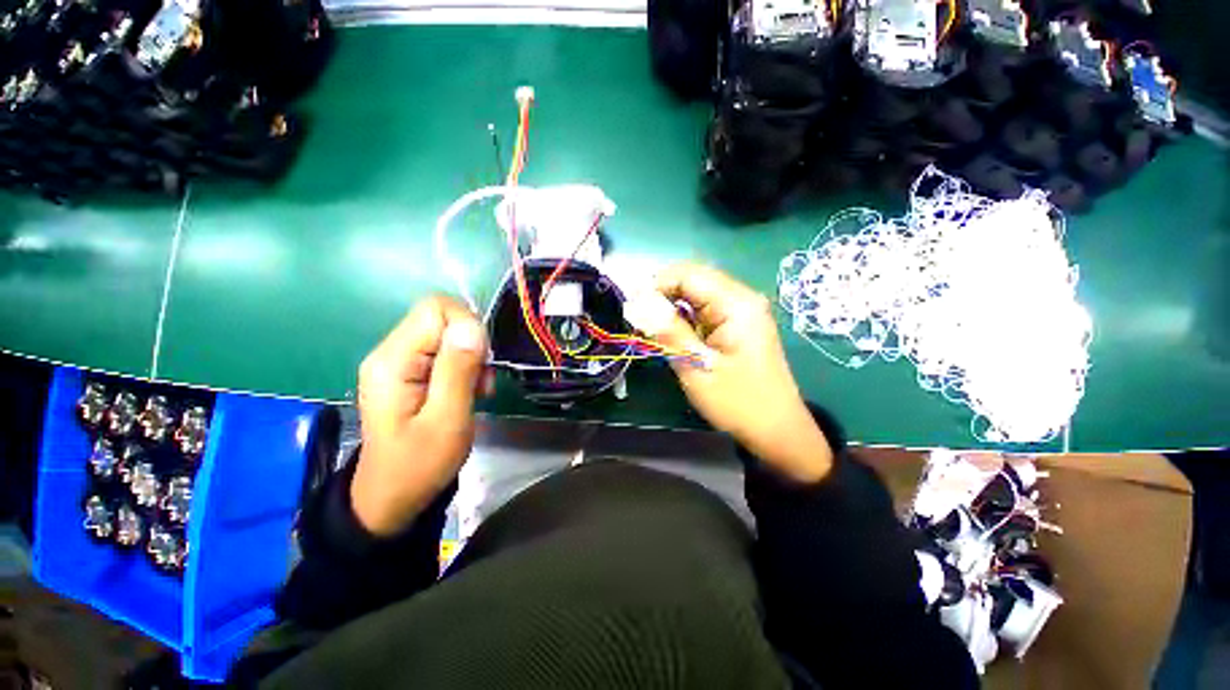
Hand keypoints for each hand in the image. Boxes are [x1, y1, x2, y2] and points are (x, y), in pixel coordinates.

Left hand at [352, 296, 492, 535]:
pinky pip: (444, 351)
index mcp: (394, 361)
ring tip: (478, 390)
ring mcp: (399, 362)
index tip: (480, 361)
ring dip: (471, 357)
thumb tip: (472, 326)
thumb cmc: (419, 464)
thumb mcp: (447, 419)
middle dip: (472, 344)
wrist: (392, 497)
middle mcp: (391, 352)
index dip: (467, 326)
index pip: (436, 308)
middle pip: (442, 318)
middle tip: (481, 381)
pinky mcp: (409, 372)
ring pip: (447, 334)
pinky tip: (469, 390)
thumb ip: (459, 370)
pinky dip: (465, 366)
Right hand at [648, 263, 833, 482]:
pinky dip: (685, 317)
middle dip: (663, 295)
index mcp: (736, 304)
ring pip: (696, 294)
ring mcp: (742, 310)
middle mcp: (742, 298)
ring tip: (654, 330)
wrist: (776, 429)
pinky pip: (704, 309)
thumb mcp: (696, 367)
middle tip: (641, 321)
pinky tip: (675, 335)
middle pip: (693, 279)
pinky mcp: (738, 322)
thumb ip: (667, 331)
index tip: (634, 308)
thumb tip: (637, 303)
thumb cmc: (738, 402)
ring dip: (672, 307)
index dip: (656, 285)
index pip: (688, 274)